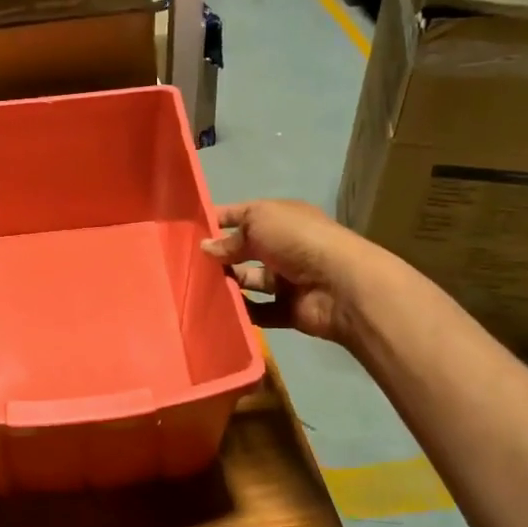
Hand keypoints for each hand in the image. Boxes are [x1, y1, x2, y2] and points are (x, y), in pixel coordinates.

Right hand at [201, 200, 374, 345]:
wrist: (340, 285)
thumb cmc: (298, 241)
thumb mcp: (259, 223)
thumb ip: (230, 237)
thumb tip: (206, 248)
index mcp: (281, 218)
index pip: (243, 215)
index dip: (218, 220)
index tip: (188, 231)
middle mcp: (284, 246)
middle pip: (244, 250)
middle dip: (220, 256)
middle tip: (187, 264)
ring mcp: (287, 279)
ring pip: (249, 281)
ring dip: (228, 284)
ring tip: (198, 288)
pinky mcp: (288, 310)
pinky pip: (258, 311)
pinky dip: (242, 311)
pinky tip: (218, 310)